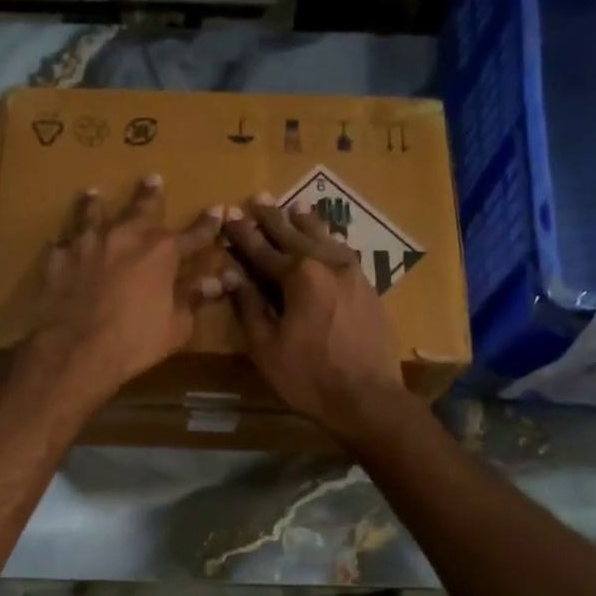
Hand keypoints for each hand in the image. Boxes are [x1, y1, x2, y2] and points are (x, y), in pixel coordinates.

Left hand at [10, 175, 228, 409]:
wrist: (75, 349)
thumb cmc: (134, 342)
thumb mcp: (175, 327)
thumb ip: (193, 299)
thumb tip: (218, 282)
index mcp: (160, 253)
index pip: (192, 235)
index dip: (207, 225)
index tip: (218, 210)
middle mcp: (124, 238)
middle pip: (141, 210)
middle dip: (150, 195)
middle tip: (153, 178)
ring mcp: (87, 245)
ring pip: (93, 216)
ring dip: (96, 204)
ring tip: (94, 193)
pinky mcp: (57, 260)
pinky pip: (62, 245)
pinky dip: (65, 244)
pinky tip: (61, 243)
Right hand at [223, 196, 408, 439]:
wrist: (368, 397)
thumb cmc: (308, 376)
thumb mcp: (266, 345)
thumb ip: (248, 304)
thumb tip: (230, 272)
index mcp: (299, 275)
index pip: (261, 249)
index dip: (242, 234)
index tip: (228, 216)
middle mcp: (327, 263)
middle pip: (294, 234)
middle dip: (272, 217)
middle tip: (258, 197)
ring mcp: (353, 273)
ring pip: (324, 238)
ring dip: (304, 222)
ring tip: (293, 207)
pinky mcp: (368, 287)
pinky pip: (343, 252)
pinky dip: (328, 240)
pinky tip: (326, 240)